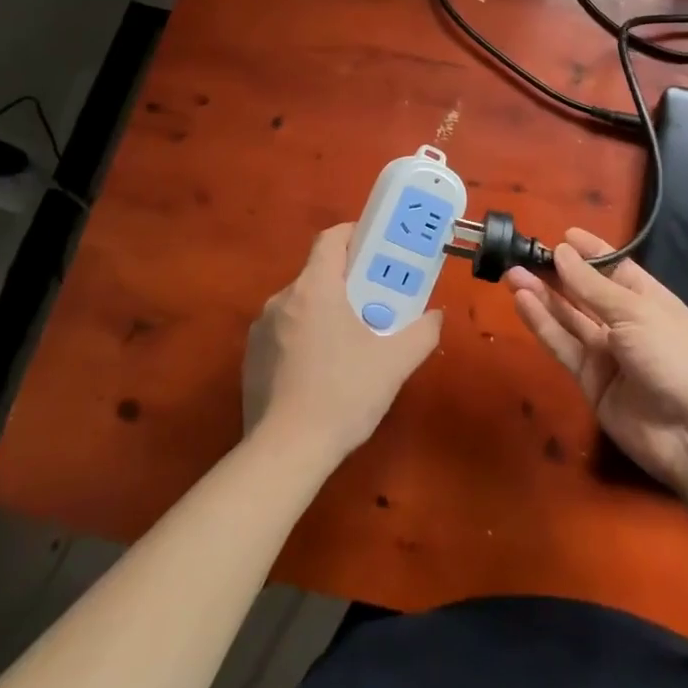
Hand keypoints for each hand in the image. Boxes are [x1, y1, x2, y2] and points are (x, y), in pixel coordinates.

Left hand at [243, 223, 442, 462]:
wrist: (285, 453)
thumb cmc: (343, 394)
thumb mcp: (395, 363)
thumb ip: (423, 332)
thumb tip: (436, 316)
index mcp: (314, 288)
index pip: (330, 239)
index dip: (354, 235)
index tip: (377, 247)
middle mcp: (281, 300)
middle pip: (318, 273)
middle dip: (348, 281)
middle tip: (377, 300)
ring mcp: (261, 331)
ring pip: (301, 305)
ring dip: (326, 311)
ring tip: (353, 340)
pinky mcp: (251, 360)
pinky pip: (284, 333)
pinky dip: (305, 338)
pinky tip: (324, 371)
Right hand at [506, 228, 687, 495]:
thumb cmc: (674, 355)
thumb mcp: (634, 312)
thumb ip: (592, 286)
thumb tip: (562, 252)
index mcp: (647, 298)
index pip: (614, 267)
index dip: (589, 252)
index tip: (562, 236)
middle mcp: (625, 322)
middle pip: (585, 293)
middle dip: (557, 274)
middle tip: (522, 254)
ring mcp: (607, 353)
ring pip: (569, 318)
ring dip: (543, 296)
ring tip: (513, 274)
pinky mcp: (590, 380)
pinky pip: (563, 346)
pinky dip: (543, 325)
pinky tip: (523, 302)